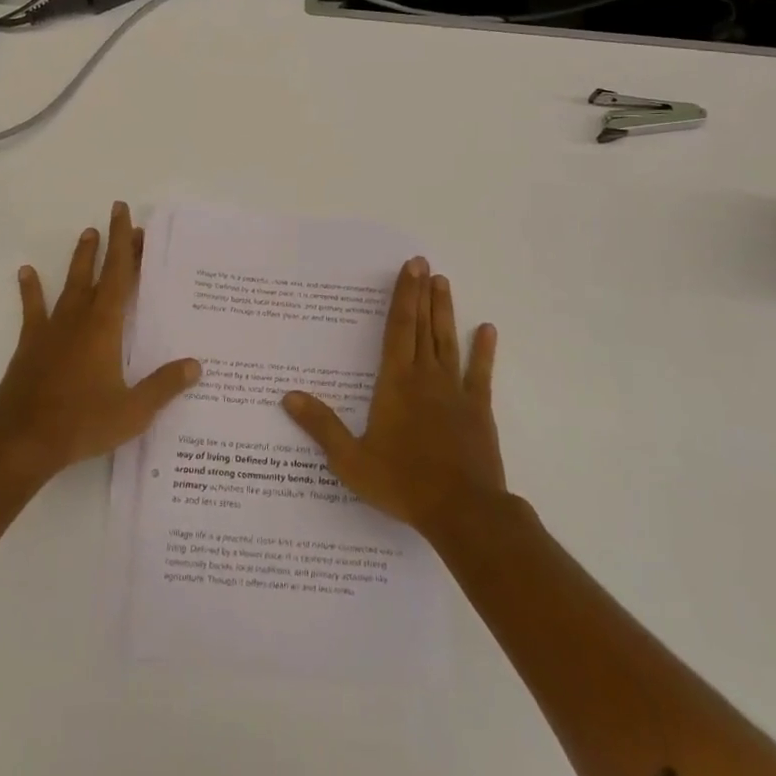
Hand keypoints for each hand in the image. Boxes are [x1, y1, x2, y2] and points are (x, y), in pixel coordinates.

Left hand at [0, 202, 200, 484]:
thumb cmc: (81, 423)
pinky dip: (31, 290)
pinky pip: (33, 309)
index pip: (120, 276)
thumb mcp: (133, 411)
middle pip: (98, 272)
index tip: (129, 217)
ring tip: (87, 233)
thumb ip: (164, 385)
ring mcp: (51, 330)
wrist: (21, 441)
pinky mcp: (30, 345)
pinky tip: (27, 272)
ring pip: (69, 284)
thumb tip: (196, 365)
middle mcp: (78, 319)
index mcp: (105, 327)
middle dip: (110, 244)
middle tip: (117, 216)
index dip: (126, 245)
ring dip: (80, 258)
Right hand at [282, 258, 504, 539]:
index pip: (398, 329)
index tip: (410, 268)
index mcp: (395, 383)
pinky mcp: (478, 410)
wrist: (463, 511)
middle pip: (423, 327)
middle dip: (422, 293)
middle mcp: (426, 377)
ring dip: (444, 311)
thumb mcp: (351, 460)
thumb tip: (288, 397)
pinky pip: (480, 373)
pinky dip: (483, 351)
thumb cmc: (403, 483)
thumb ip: (321, 426)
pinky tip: (487, 330)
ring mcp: (455, 391)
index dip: (403, 296)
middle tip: (424, 263)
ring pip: (448, 341)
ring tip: (444, 282)